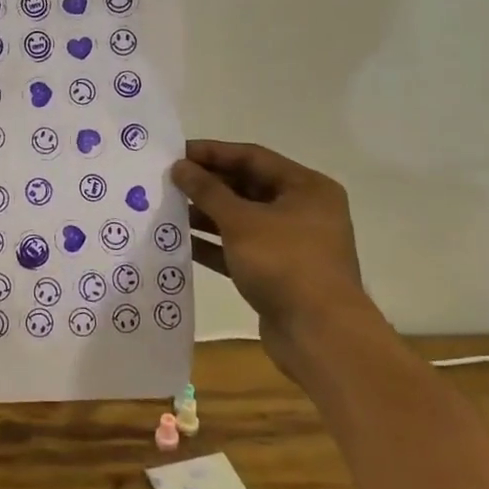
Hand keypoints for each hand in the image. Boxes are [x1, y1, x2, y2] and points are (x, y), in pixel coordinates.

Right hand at [170, 140, 364, 345]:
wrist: (321, 336)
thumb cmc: (285, 263)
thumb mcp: (241, 221)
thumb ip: (208, 191)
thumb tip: (180, 167)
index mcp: (306, 188)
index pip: (253, 157)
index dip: (213, 153)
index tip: (176, 152)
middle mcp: (303, 210)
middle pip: (247, 187)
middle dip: (208, 184)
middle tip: (168, 181)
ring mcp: (291, 244)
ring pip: (242, 219)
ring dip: (207, 214)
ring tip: (168, 208)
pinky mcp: (278, 273)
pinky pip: (241, 248)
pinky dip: (214, 244)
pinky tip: (182, 242)